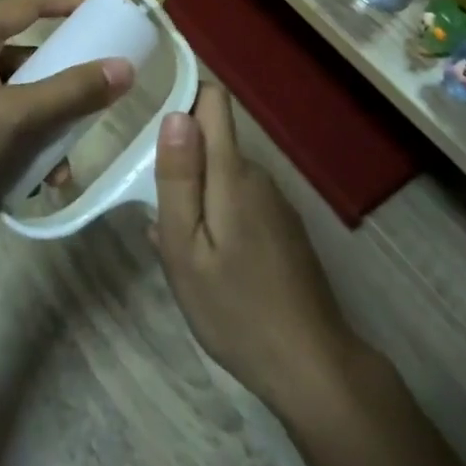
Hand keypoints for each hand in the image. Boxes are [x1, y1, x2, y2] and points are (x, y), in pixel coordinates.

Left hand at [0, 0, 132, 242]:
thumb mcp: (13, 117)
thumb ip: (70, 92)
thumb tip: (124, 68)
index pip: (29, 2)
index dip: (69, 0)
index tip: (107, 8)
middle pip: (27, 55)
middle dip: (63, 82)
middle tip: (98, 95)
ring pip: (17, 95)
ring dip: (45, 124)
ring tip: (63, 163)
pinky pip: (1, 121)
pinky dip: (22, 142)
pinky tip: (37, 179)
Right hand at [154, 84, 354, 410]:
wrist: (312, 367)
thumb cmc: (236, 310)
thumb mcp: (186, 250)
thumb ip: (178, 180)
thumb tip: (175, 114)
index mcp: (233, 173)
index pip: (213, 101)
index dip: (183, 98)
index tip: (153, 127)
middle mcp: (258, 175)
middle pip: (212, 142)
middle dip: (182, 164)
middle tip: (159, 214)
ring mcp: (275, 202)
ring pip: (223, 176)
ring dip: (197, 196)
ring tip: (181, 248)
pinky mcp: (283, 227)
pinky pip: (240, 201)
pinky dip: (217, 217)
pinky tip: (210, 265)